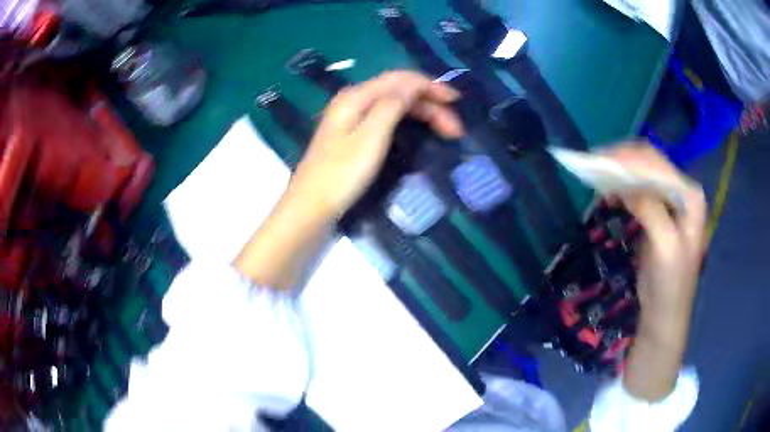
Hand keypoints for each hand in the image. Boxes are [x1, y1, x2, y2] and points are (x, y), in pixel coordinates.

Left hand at [290, 70, 463, 218]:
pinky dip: (407, 122)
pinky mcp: (353, 136)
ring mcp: (352, 119)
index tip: (456, 101)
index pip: (400, 79)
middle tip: (455, 127)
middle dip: (430, 103)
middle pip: (398, 92)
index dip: (430, 86)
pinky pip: (386, 118)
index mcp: (356, 96)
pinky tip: (418, 130)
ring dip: (421, 113)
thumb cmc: (341, 173)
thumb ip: (393, 104)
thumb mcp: (371, 136)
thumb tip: (414, 83)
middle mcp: (354, 101)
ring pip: (394, 106)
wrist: (311, 206)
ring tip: (445, 131)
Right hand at [604, 143, 706, 400]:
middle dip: (623, 160)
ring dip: (620, 171)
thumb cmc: (670, 284)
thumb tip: (625, 185)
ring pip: (642, 173)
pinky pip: (638, 189)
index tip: (600, 161)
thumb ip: (651, 211)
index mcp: (690, 196)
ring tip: (597, 174)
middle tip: (594, 163)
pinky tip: (608, 191)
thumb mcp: (664, 247)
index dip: (629, 160)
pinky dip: (622, 186)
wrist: (664, 313)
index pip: (658, 165)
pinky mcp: (658, 212)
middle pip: (650, 162)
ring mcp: (670, 201)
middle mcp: (682, 191)